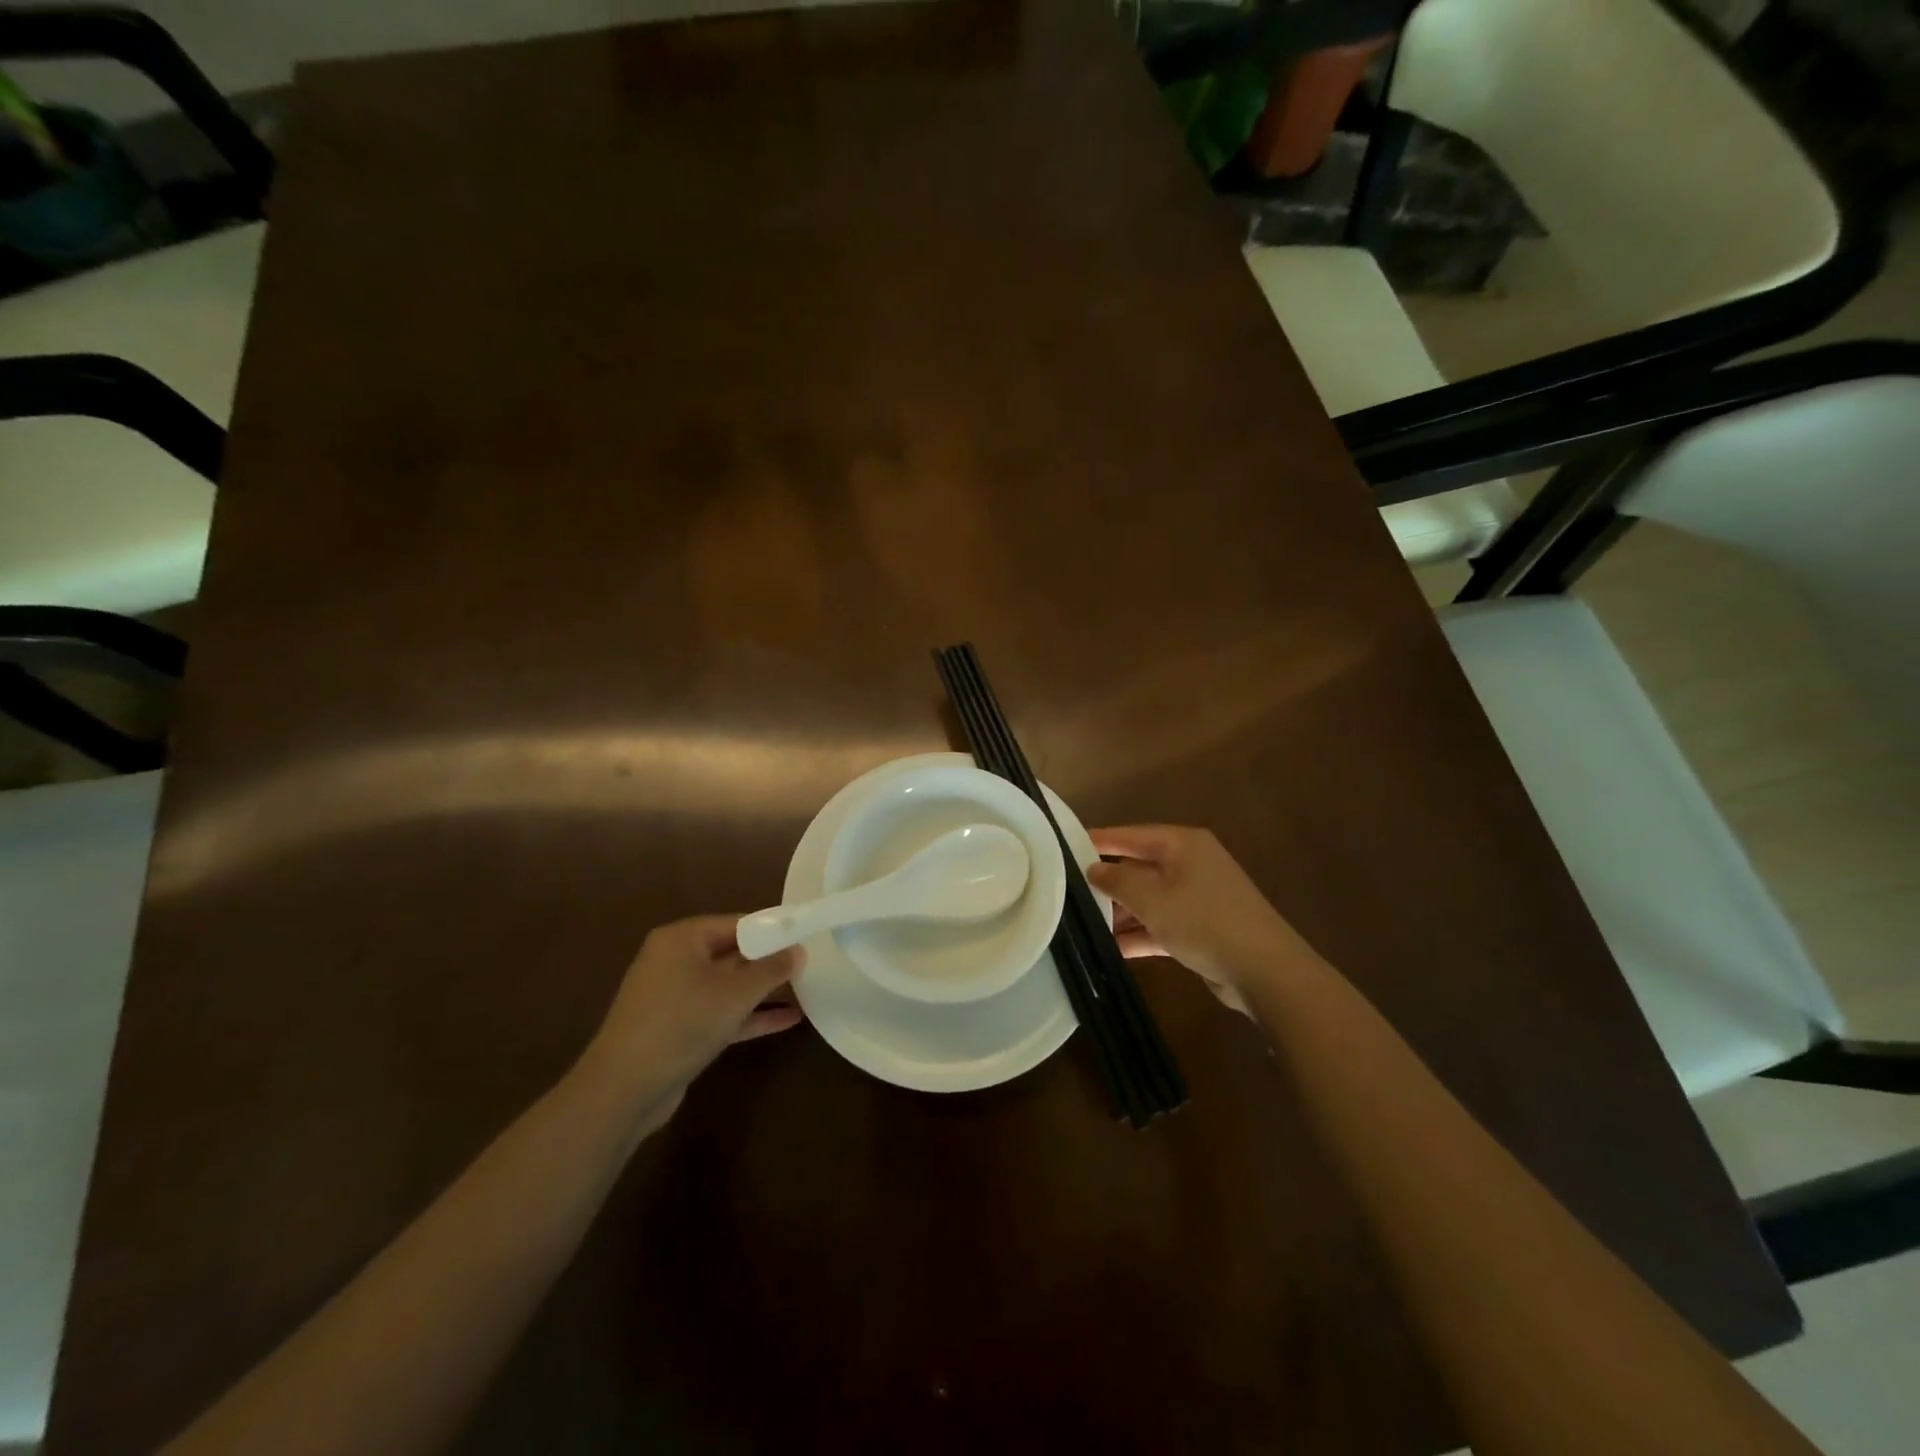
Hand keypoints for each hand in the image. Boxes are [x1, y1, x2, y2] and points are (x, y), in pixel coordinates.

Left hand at [582, 915, 803, 1118]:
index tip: (805, 936)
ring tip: (807, 989)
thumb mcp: (735, 993)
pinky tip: (788, 1021)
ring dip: (764, 991)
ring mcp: (676, 997)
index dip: (772, 930)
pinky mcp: (679, 1030)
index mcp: (682, 939)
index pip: (736, 923)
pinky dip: (750, 1015)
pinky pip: (722, 1013)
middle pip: (733, 953)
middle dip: (770, 961)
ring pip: (729, 986)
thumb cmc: (682, 1023)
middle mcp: (676, 961)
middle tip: (811, 963)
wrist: (624, 1089)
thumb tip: (799, 951)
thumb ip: (771, 969)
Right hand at [1086, 826, 1315, 1015]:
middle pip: (1138, 867)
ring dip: (1120, 913)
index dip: (1098, 840)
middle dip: (1107, 883)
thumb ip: (1116, 881)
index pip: (1130, 835)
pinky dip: (1139, 934)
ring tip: (1082, 925)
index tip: (1063, 847)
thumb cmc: (1204, 921)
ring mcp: (1197, 897)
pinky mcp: (1201, 928)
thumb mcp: (1152, 899)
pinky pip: (1161, 924)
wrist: (1265, 971)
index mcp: (1182, 845)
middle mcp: (1190, 864)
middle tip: (1068, 892)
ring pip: (1148, 899)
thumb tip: (1093, 869)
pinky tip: (1111, 949)